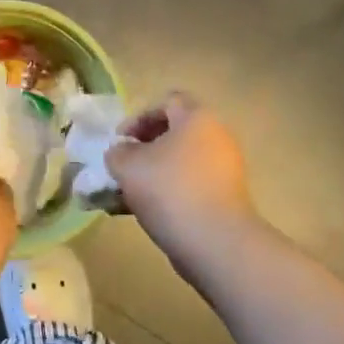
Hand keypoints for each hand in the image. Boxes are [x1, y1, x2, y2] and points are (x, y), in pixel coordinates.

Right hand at [106, 94, 259, 265]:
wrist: (215, 242)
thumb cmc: (169, 189)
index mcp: (197, 118)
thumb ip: (117, 153)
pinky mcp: (225, 199)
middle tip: (123, 166)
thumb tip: (122, 153)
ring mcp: (224, 170)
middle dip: (144, 149)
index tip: (120, 140)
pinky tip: (143, 214)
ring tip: (127, 195)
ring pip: (180, 164)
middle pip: (175, 133)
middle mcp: (216, 138)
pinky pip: (189, 187)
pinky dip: (167, 194)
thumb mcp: (127, 165)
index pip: (168, 101)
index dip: (139, 116)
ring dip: (152, 175)